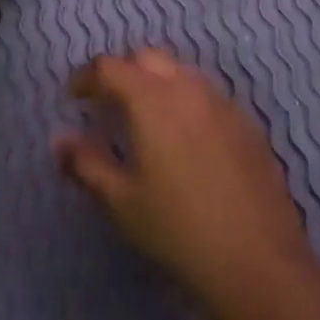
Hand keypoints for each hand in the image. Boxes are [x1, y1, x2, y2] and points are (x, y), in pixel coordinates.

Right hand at [55, 48, 319, 317]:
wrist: (259, 261)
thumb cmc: (178, 230)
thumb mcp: (122, 202)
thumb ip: (86, 164)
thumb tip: (60, 139)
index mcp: (152, 99)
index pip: (110, 67)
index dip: (86, 77)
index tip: (74, 98)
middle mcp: (188, 88)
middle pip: (148, 58)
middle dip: (123, 71)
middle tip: (108, 103)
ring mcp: (223, 103)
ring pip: (182, 72)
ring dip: (157, 83)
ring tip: (145, 119)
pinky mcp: (247, 124)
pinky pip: (208, 95)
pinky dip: (186, 101)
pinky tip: (185, 139)